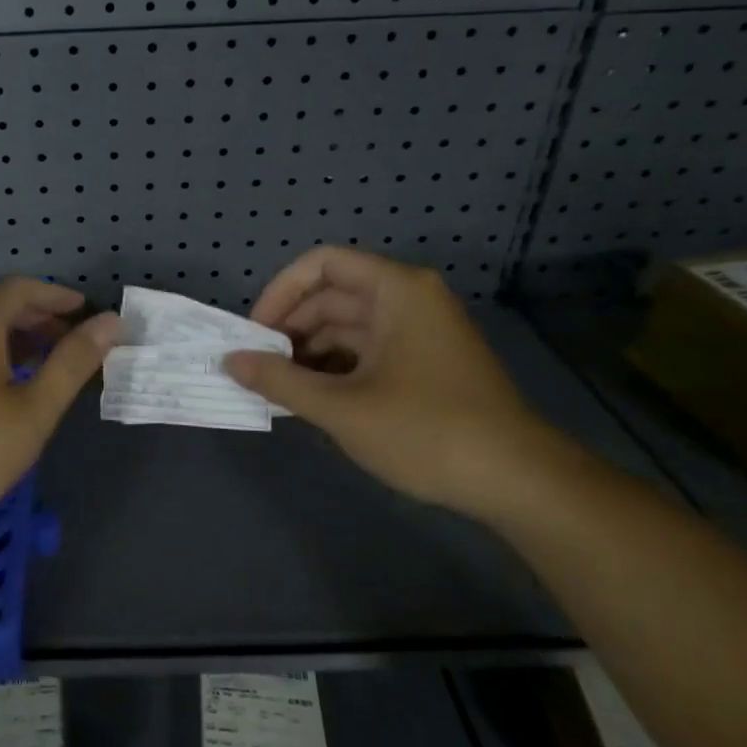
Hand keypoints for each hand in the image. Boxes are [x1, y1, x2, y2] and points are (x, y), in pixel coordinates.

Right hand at [224, 248, 569, 521]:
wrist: (517, 481)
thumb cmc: (426, 431)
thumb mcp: (342, 408)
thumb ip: (280, 381)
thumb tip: (230, 361)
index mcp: (396, 291)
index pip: (321, 265)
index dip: (280, 292)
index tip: (254, 334)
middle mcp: (408, 300)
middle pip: (331, 297)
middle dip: (290, 329)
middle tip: (258, 368)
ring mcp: (419, 333)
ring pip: (347, 328)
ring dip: (309, 353)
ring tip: (279, 389)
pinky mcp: (424, 364)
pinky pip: (366, 352)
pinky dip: (335, 370)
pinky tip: (312, 400)